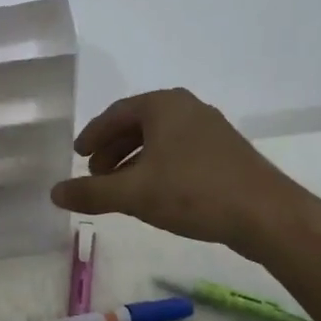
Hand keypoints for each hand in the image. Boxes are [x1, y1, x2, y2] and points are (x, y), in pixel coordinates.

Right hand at [51, 88, 320, 259]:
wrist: (266, 215)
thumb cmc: (193, 193)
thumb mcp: (133, 193)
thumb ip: (90, 192)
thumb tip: (54, 192)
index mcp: (163, 105)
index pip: (116, 114)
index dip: (93, 135)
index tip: (77, 155)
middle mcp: (187, 108)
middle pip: (138, 124)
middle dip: (113, 149)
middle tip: (95, 174)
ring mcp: (211, 129)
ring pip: (160, 139)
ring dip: (134, 160)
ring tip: (121, 187)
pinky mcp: (226, 152)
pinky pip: (179, 151)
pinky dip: (158, 166)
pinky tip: (155, 193)